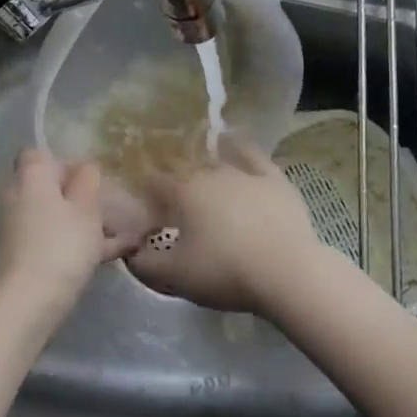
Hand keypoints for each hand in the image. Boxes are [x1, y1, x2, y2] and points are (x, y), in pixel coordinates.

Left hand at [0, 148, 141, 317]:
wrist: (28, 303)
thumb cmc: (61, 245)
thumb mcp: (86, 208)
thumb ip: (88, 181)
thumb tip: (86, 167)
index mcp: (31, 177)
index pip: (41, 154)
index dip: (67, 162)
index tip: (92, 178)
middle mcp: (18, 197)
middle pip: (50, 187)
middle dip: (80, 196)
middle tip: (111, 207)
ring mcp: (18, 228)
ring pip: (55, 216)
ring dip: (84, 222)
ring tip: (122, 234)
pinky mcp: (22, 256)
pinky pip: (54, 239)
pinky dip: (77, 243)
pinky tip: (112, 255)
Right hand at [127, 139, 324, 314]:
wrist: (287, 272)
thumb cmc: (225, 272)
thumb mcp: (176, 277)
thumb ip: (145, 264)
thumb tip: (130, 252)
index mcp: (183, 193)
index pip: (154, 184)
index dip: (146, 195)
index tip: (145, 211)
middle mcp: (210, 174)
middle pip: (184, 173)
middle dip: (175, 184)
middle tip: (174, 207)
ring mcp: (243, 172)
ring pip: (215, 163)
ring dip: (203, 170)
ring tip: (200, 182)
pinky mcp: (272, 178)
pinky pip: (251, 154)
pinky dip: (238, 146)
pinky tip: (232, 139)